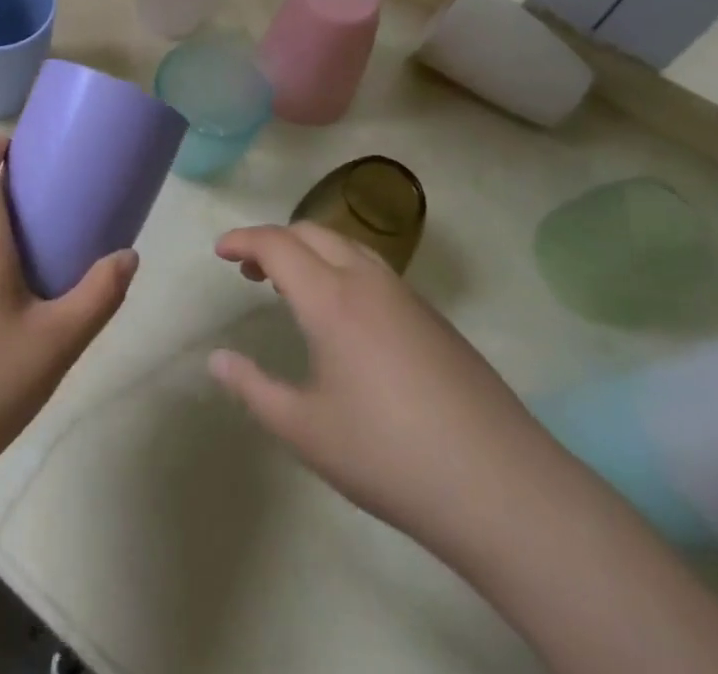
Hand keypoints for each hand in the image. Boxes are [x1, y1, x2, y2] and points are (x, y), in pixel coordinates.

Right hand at [209, 222, 555, 561]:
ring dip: (310, 250)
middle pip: (312, 232)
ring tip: (291, 286)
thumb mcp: (305, 431)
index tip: (219, 251)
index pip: (276, 244)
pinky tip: (343, 315)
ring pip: (348, 245)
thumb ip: (253, 389)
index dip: (242, 240)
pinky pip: (374, 269)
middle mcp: (367, 281)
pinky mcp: (433, 318)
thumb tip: (216, 359)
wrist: (501, 486)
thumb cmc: (389, 456)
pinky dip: (341, 268)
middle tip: (248, 271)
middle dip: (274, 240)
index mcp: (331, 299)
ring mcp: (406, 296)